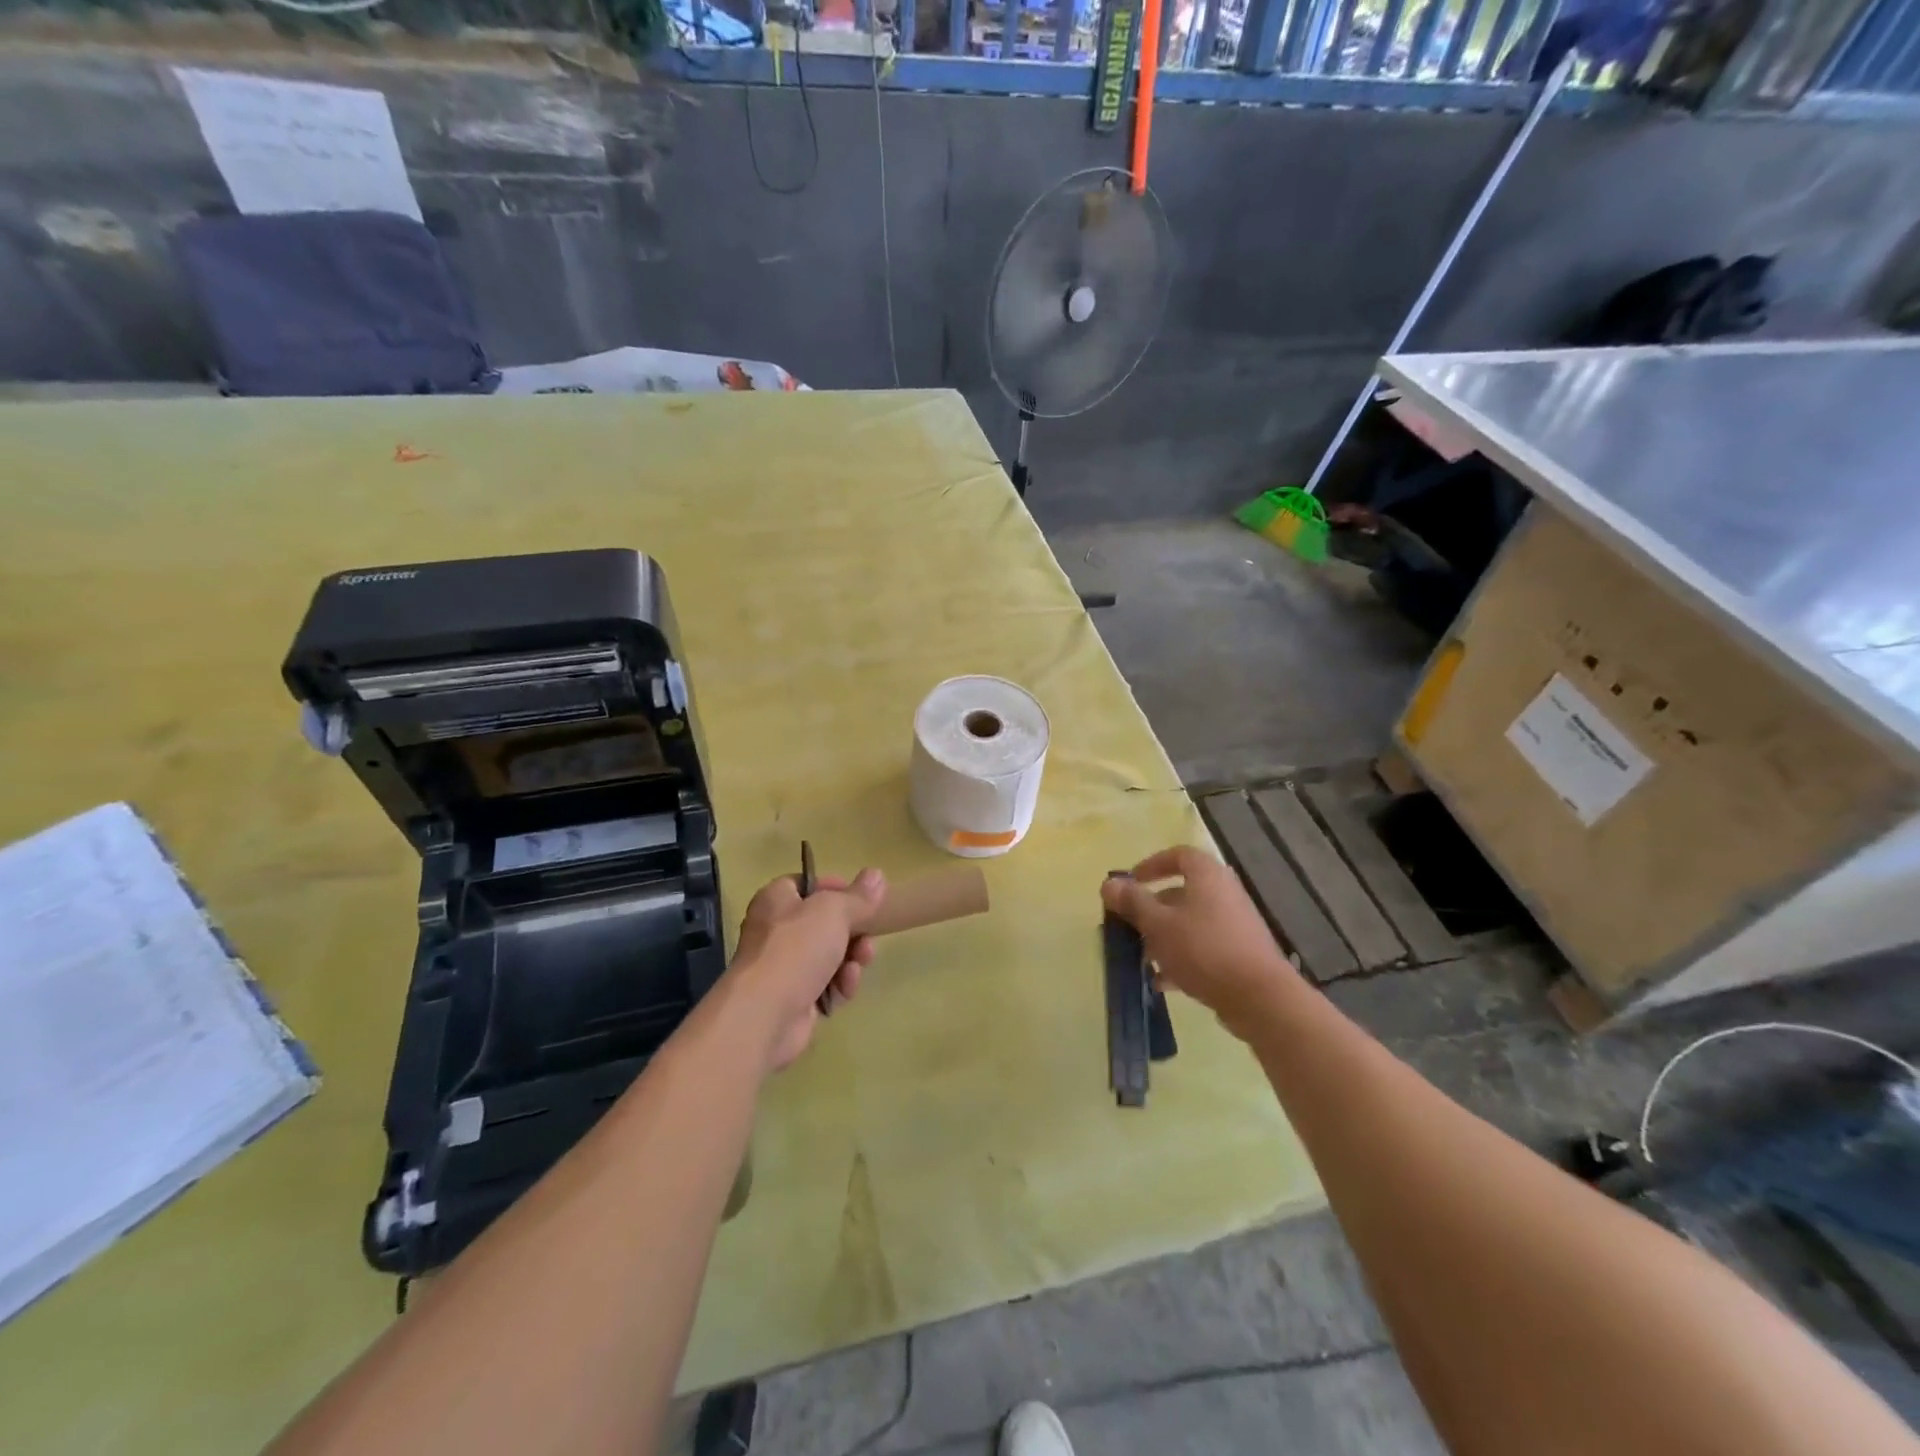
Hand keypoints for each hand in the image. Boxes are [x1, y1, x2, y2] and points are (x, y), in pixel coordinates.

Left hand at [724, 868, 885, 1071]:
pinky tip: (844, 990)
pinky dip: (839, 985)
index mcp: (777, 900)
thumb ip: (858, 896)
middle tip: (867, 939)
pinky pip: (826, 984)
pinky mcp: (794, 998)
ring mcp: (784, 966)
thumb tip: (877, 874)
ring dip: (851, 960)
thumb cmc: (796, 949)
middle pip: (825, 923)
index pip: (808, 884)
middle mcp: (777, 930)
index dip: (836, 888)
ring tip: (857, 967)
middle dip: (853, 932)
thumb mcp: (834, 911)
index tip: (862, 900)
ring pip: (830, 955)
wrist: (766, 1015)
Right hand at [1100, 846, 1298, 1035]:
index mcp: (1207, 876)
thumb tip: (1108, 883)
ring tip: (1142, 958)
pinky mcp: (1241, 954)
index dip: (1152, 865)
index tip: (1130, 883)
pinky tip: (1162, 981)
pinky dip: (1182, 958)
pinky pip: (1204, 947)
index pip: (1179, 855)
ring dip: (1164, 937)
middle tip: (1130, 926)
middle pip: (1182, 892)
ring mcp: (1236, 925)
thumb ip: (1132, 902)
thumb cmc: (1203, 950)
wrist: (1259, 998)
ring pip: (1191, 923)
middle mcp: (1225, 894)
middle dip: (1152, 909)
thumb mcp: (1158, 924)